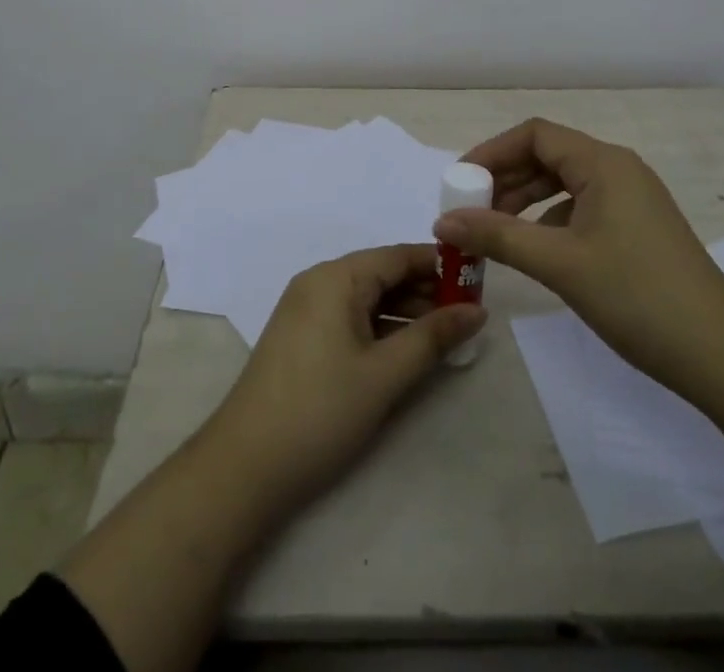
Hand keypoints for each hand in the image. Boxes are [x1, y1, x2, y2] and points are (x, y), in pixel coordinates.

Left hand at [197, 244, 484, 514]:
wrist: (244, 467)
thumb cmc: (320, 411)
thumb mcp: (385, 374)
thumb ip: (433, 337)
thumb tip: (477, 311)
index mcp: (336, 277)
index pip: (398, 255)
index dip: (440, 265)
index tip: (478, 280)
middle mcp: (319, 282)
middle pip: (383, 274)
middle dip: (426, 291)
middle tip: (470, 314)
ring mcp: (307, 311)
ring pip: (368, 299)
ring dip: (407, 313)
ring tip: (448, 335)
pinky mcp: (302, 339)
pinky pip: (352, 319)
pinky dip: (382, 329)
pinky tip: (408, 351)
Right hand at [434, 117, 723, 390]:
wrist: (721, 355)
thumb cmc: (637, 296)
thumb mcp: (560, 264)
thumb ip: (498, 236)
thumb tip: (443, 221)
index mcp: (603, 163)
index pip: (535, 135)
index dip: (492, 152)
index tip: (460, 182)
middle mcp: (618, 170)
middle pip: (548, 156)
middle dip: (505, 179)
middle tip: (470, 211)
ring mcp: (631, 200)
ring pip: (564, 185)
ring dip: (525, 202)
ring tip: (493, 232)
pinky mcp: (637, 228)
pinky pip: (581, 209)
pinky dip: (550, 222)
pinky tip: (534, 250)